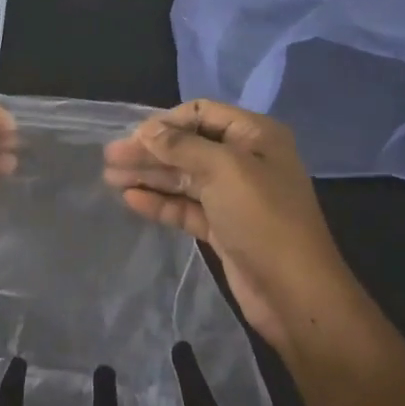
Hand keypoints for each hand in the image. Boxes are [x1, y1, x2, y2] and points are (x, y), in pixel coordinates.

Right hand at [103, 99, 352, 342]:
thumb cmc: (263, 218)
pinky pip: (185, 206)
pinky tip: (131, 200)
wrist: (295, 292)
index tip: (133, 136)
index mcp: (255, 136)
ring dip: (148, 175)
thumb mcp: (223, 170)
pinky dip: (160, 201)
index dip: (166, 122)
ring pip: (183, 177)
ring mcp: (233, 196)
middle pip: (187, 146)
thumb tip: (147, 129)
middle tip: (109, 158)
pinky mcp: (222, 227)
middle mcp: (245, 161)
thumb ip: (181, 146)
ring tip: (110, 178)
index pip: (202, 113)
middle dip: (149, 151)